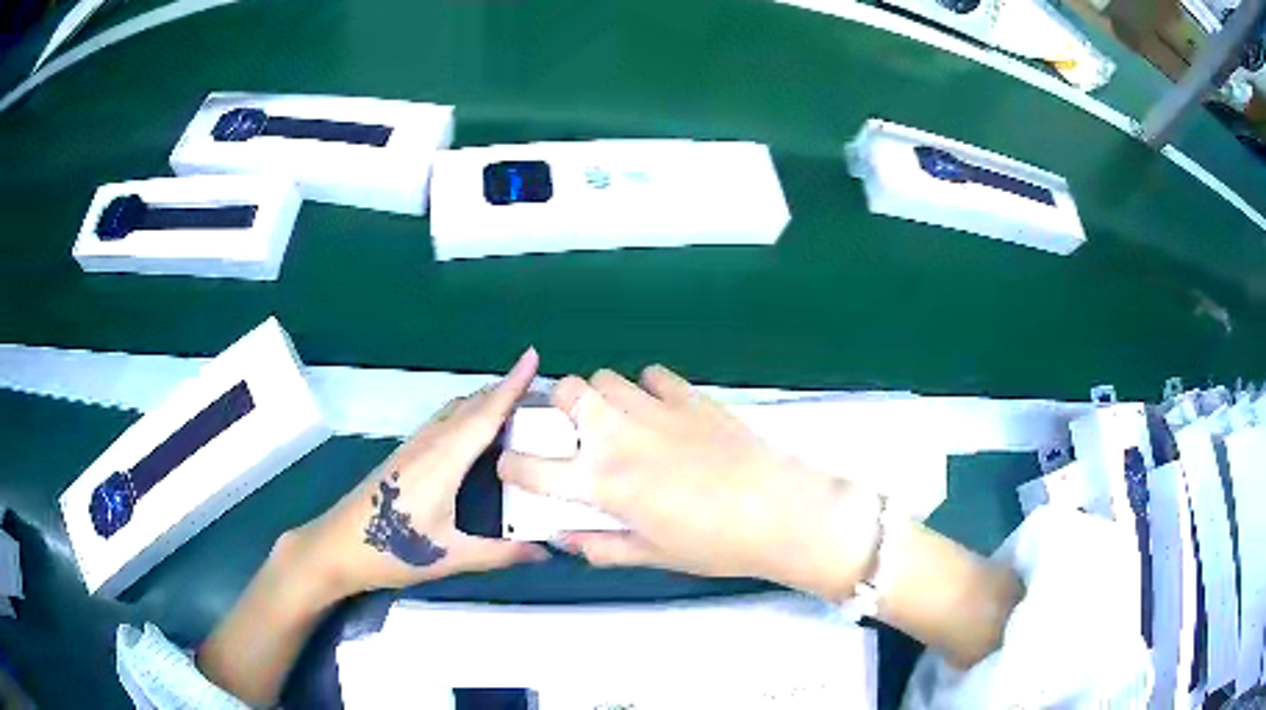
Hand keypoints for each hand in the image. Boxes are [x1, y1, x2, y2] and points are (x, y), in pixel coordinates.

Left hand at [284, 348, 549, 602]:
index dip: (511, 386)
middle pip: (471, 406)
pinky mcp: (404, 454)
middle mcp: (429, 444)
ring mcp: (413, 446)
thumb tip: (546, 551)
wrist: (337, 546)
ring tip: (517, 406)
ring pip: (454, 411)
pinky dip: (468, 414)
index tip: (533, 355)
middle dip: (505, 390)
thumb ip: (500, 553)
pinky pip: (443, 421)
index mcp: (443, 462)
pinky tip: (476, 432)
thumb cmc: (391, 550)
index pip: (484, 416)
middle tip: (541, 391)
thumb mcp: (450, 556)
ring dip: (485, 400)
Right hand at [498, 366, 880, 599]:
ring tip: (618, 420)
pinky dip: (648, 388)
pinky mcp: (692, 397)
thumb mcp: (652, 556)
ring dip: (602, 397)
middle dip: (558, 404)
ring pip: (607, 378)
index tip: (510, 465)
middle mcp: (621, 437)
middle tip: (572, 429)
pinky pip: (654, 376)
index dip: (512, 465)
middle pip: (568, 391)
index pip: (535, 467)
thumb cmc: (714, 545)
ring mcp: (658, 410)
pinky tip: (661, 410)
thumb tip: (563, 539)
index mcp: (605, 482)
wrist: (778, 512)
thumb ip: (600, 545)